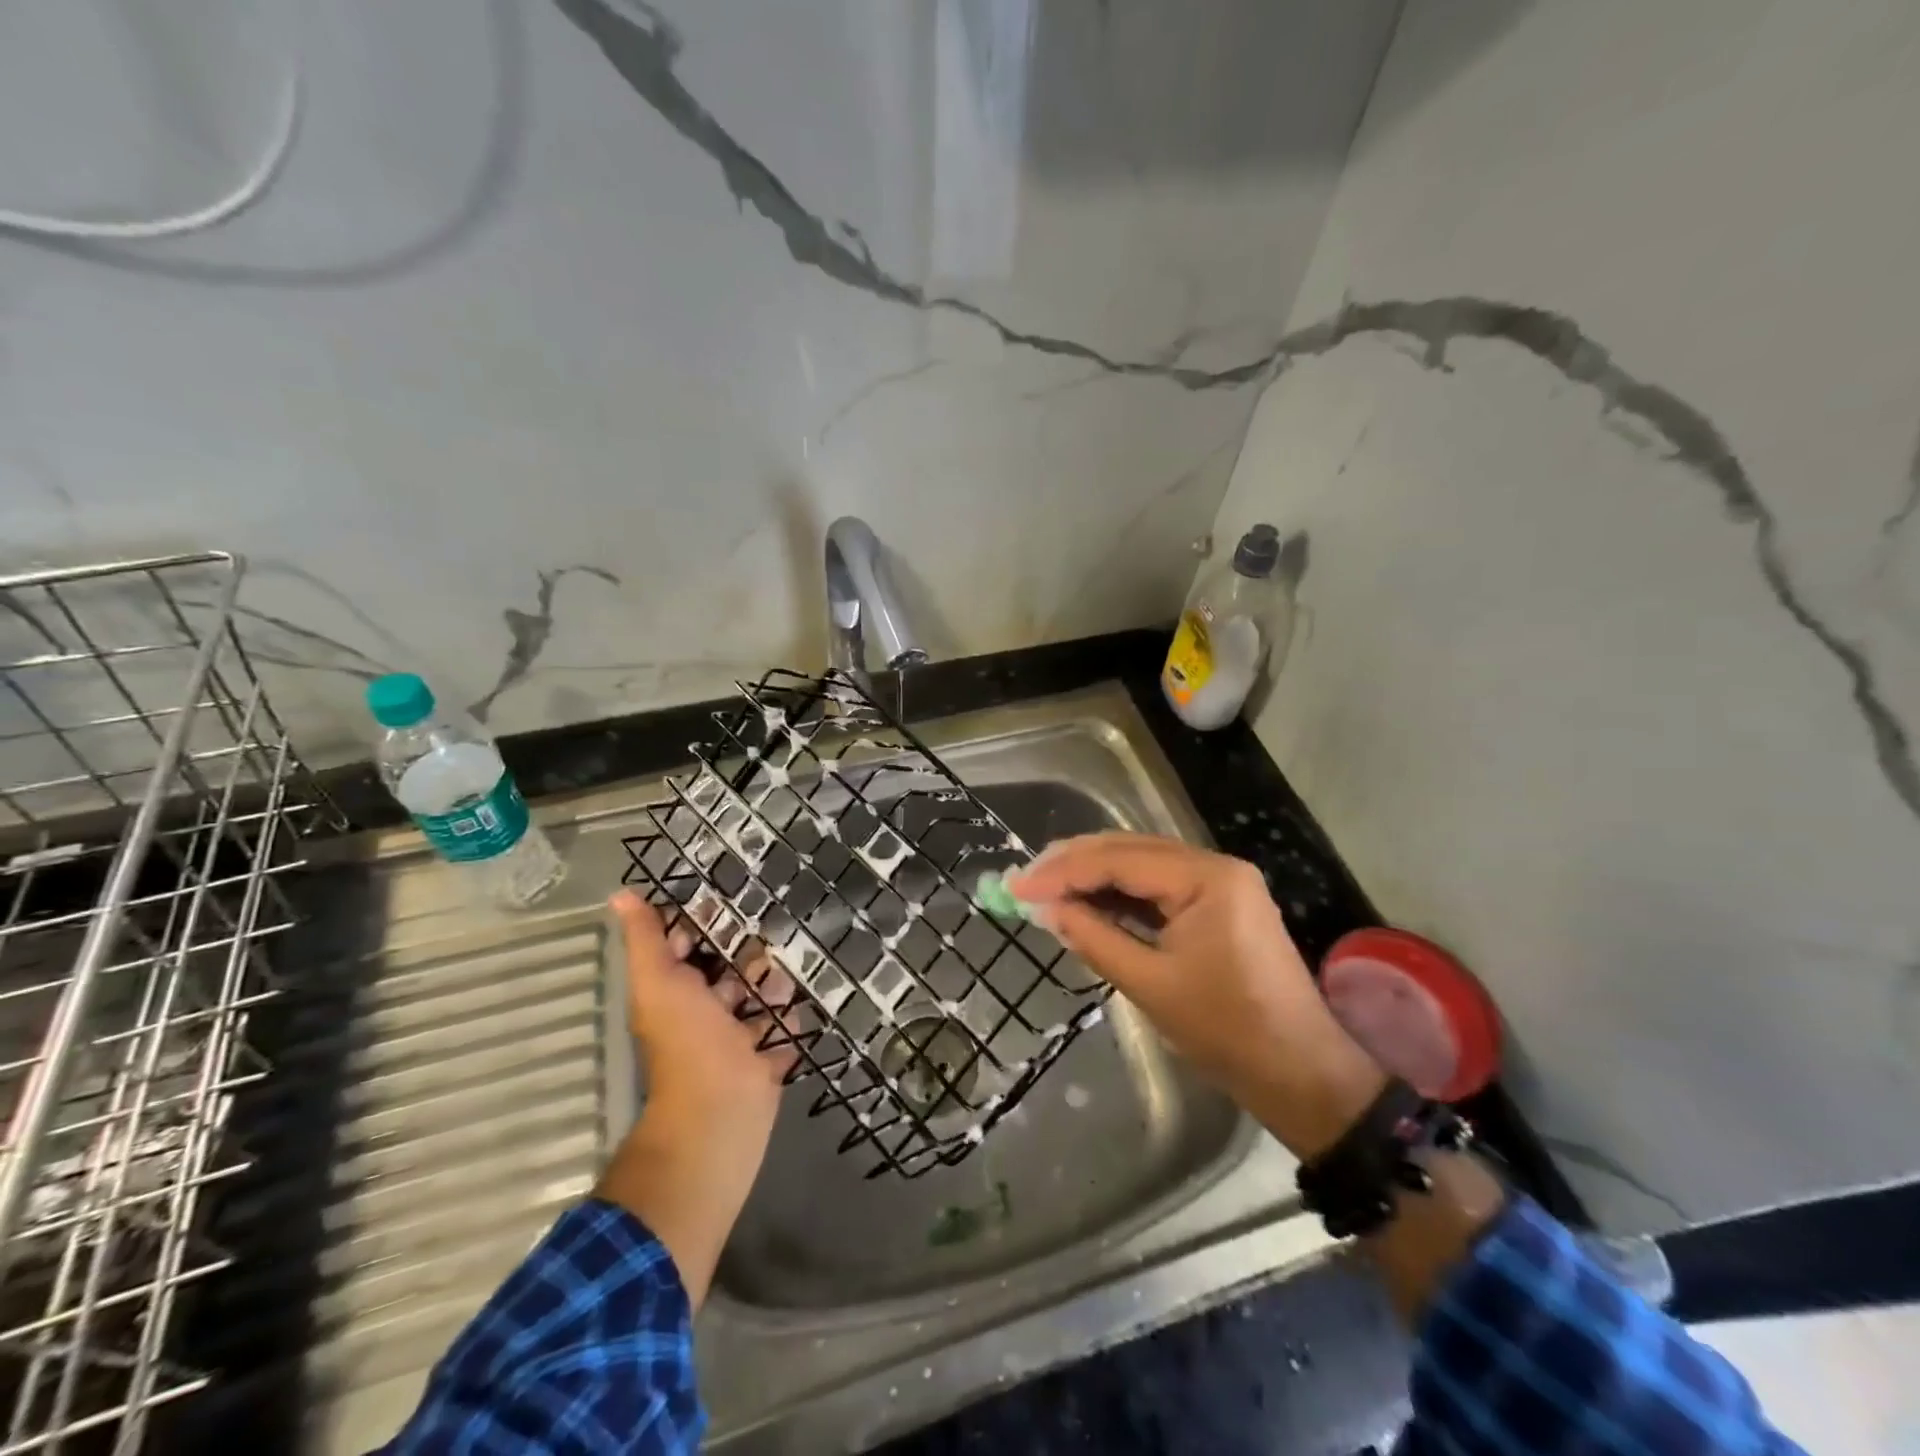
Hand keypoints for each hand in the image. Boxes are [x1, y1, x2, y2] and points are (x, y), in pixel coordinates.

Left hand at [614, 888, 798, 1136]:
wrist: (721, 1113)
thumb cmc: (689, 1041)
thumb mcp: (659, 981)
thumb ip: (645, 939)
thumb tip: (620, 893)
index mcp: (677, 993)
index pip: (689, 947)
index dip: (706, 923)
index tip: (733, 895)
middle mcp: (705, 1013)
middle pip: (731, 971)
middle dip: (752, 953)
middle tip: (779, 927)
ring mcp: (737, 1038)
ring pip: (760, 998)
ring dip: (776, 983)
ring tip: (794, 966)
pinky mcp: (766, 1059)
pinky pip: (783, 1029)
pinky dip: (792, 1017)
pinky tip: (805, 999)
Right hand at [1008, 833, 1384, 1157]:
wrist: (1301, 1074)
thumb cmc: (1227, 1031)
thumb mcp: (1149, 984)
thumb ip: (1093, 938)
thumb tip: (1043, 909)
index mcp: (1207, 878)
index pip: (1119, 860)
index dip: (1063, 871)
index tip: (1017, 885)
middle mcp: (1215, 866)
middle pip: (1130, 850)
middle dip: (1074, 864)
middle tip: (1025, 880)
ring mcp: (1220, 884)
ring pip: (1142, 865)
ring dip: (1093, 876)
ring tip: (1045, 887)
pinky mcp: (1218, 905)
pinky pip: (1159, 888)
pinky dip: (1120, 894)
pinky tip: (1087, 901)